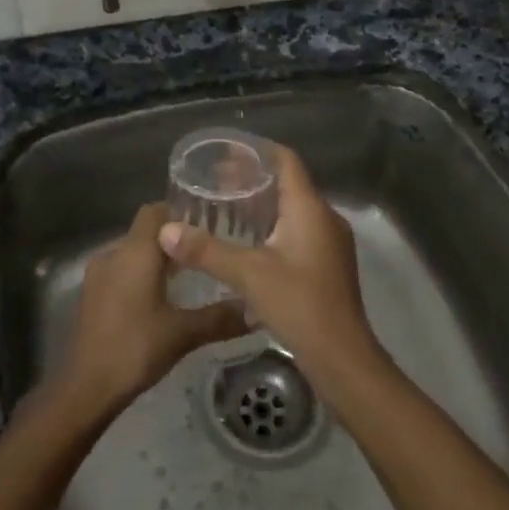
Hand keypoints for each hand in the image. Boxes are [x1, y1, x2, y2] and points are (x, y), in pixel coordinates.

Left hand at [56, 203, 249, 409]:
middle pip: (145, 231)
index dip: (180, 213)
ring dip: (156, 259)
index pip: (156, 211)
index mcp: (135, 252)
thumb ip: (220, 317)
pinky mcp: (92, 294)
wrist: (87, 386)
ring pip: (132, 252)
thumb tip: (257, 309)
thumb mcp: (184, 333)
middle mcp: (113, 253)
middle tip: (206, 253)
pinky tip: (161, 299)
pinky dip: (140, 275)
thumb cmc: (136, 348)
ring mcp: (98, 274)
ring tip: (189, 277)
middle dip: (174, 239)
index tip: (208, 225)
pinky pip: (120, 271)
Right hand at [157, 146, 381, 387]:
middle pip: (288, 184)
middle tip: (215, 181)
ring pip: (293, 210)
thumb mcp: (248, 274)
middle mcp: (324, 218)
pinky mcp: (327, 265)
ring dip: (262, 205)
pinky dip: (272, 227)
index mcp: (310, 208)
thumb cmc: (299, 304)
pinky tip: (247, 242)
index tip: (225, 152)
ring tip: (225, 207)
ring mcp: (329, 243)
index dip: (257, 151)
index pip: (285, 160)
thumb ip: (206, 250)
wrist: (343, 358)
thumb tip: (166, 231)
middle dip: (252, 179)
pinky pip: (297, 231)